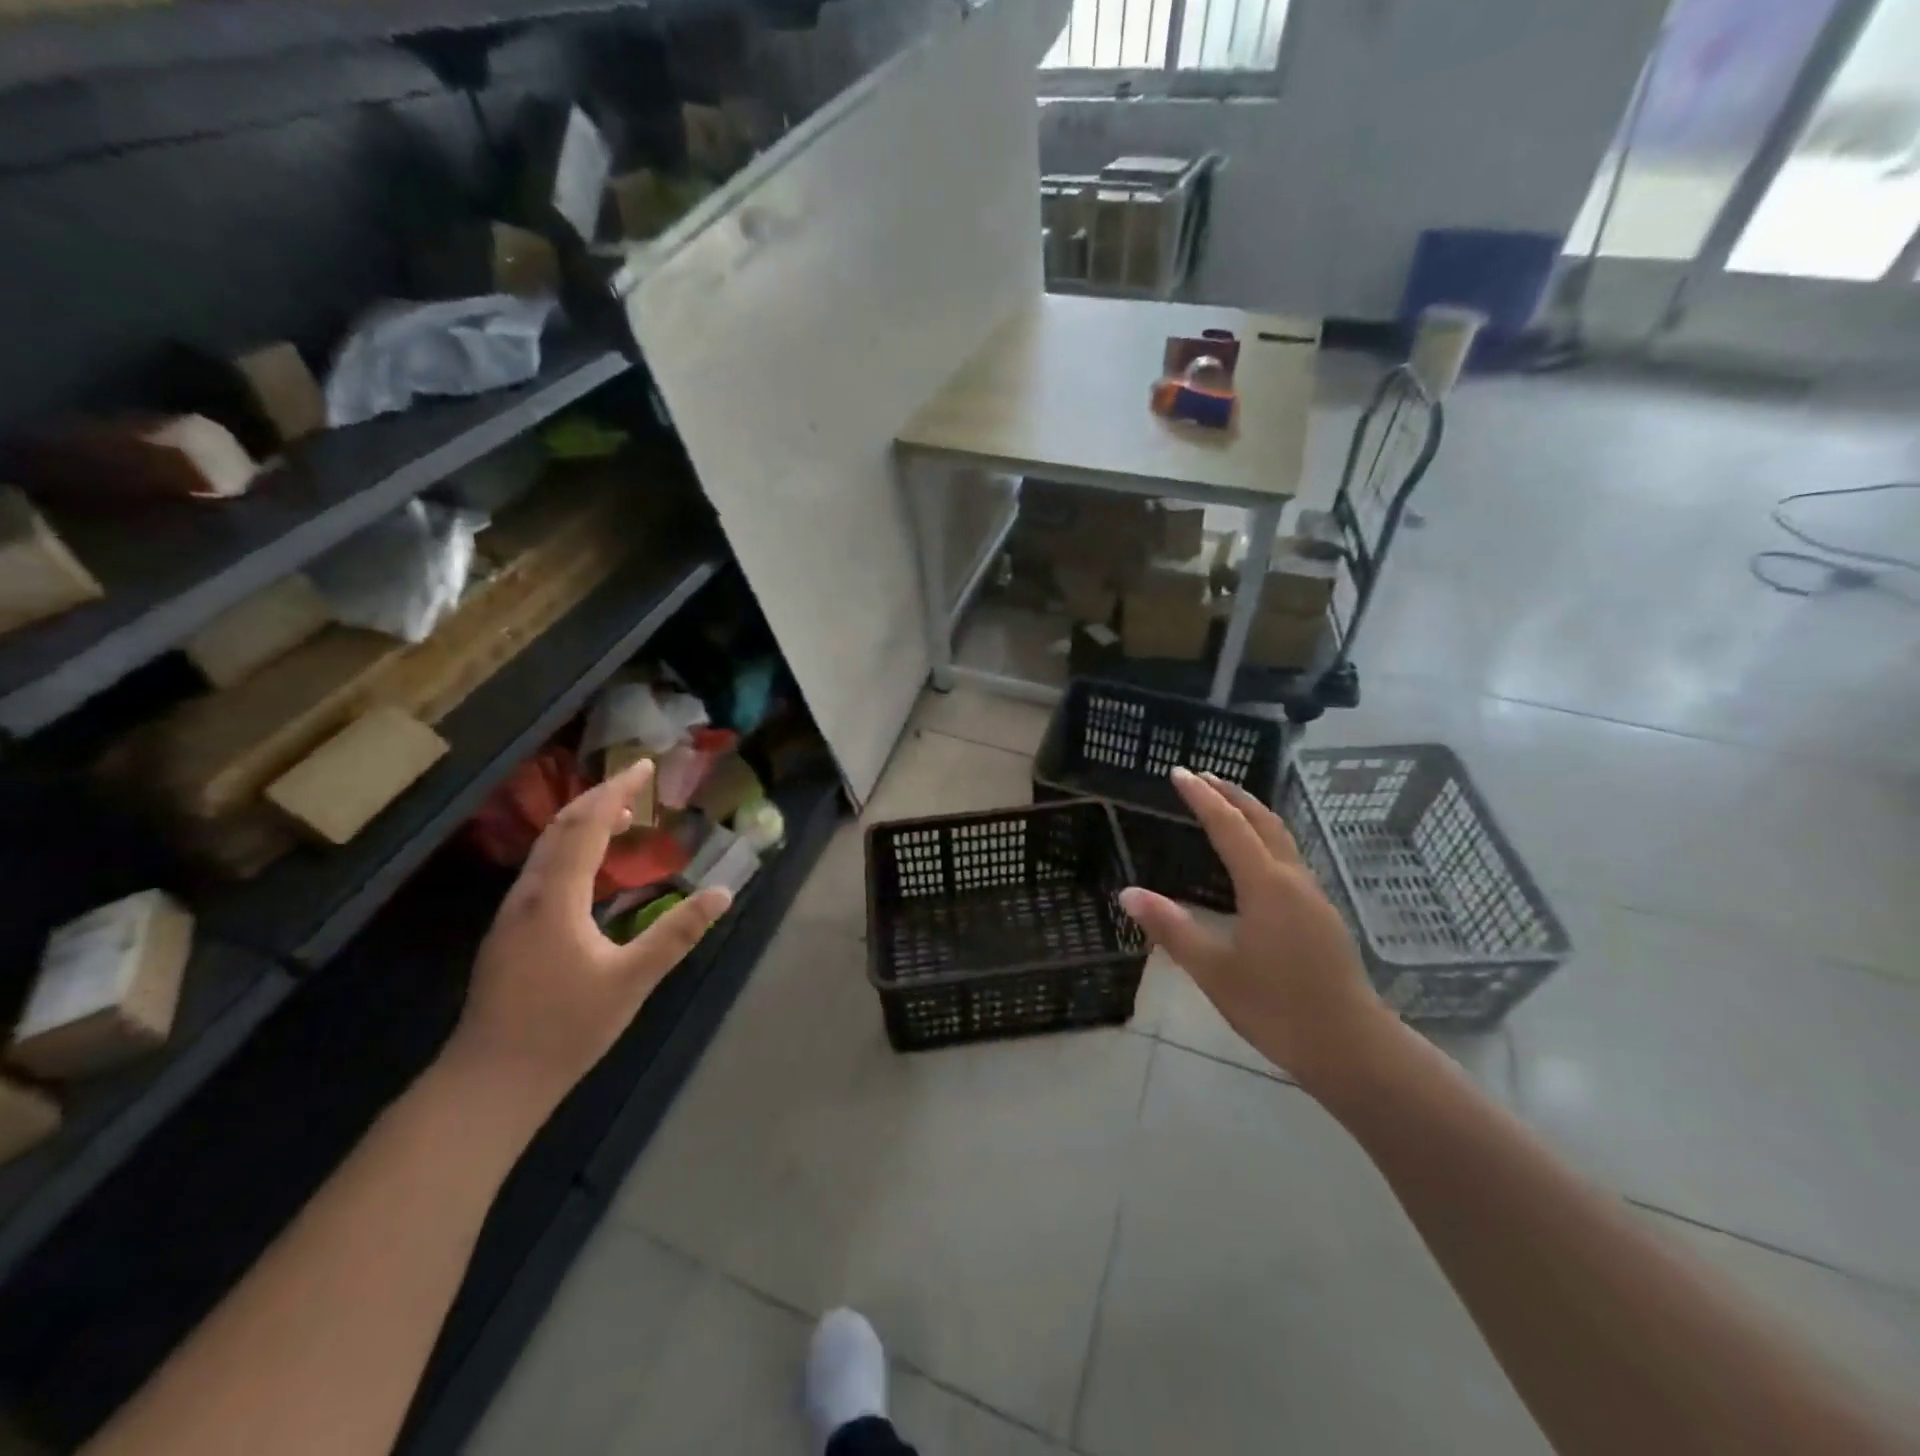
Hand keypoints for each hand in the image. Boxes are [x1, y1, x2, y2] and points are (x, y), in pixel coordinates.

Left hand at [446, 758, 731, 1113]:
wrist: (490, 1080)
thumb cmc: (564, 1028)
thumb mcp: (632, 980)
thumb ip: (677, 934)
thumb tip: (722, 893)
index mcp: (556, 898)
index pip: (586, 825)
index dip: (616, 791)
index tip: (644, 766)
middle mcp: (529, 895)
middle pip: (560, 828)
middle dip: (598, 798)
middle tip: (636, 783)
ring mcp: (514, 914)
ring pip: (546, 848)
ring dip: (583, 822)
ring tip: (621, 816)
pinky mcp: (511, 933)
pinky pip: (543, 869)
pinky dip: (571, 848)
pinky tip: (591, 868)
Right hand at [1119, 767, 1391, 1095]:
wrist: (1351, 1047)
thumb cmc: (1276, 1008)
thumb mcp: (1213, 970)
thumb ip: (1171, 928)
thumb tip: (1127, 893)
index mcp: (1265, 885)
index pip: (1228, 826)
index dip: (1202, 797)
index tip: (1178, 773)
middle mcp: (1292, 879)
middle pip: (1262, 821)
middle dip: (1232, 794)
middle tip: (1202, 776)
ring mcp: (1312, 896)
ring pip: (1281, 838)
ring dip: (1252, 813)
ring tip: (1226, 804)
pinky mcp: (1321, 915)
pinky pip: (1288, 857)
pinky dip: (1264, 838)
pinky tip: (1254, 857)